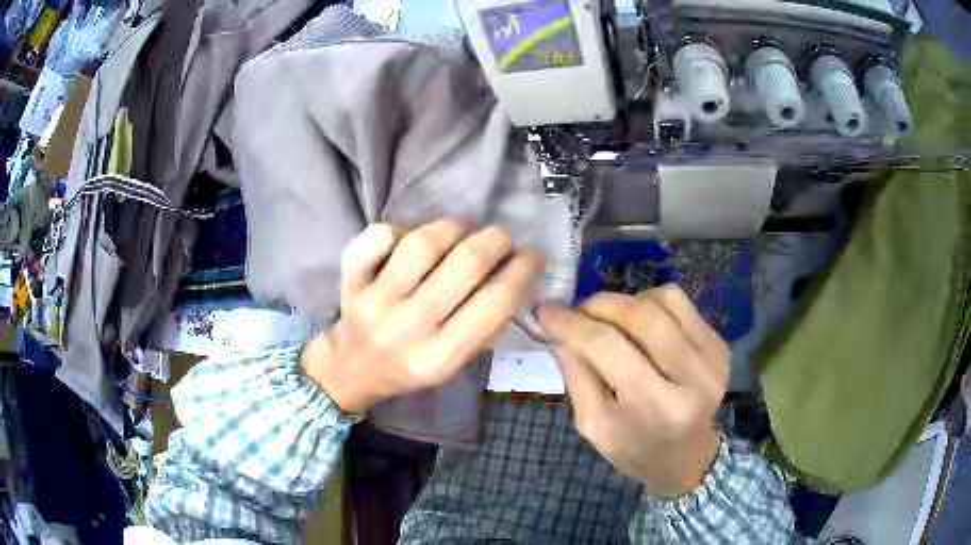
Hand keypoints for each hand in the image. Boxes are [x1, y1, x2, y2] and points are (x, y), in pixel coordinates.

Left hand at [301, 220, 543, 412]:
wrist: (351, 368)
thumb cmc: (410, 366)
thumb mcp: (455, 363)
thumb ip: (485, 325)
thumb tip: (516, 273)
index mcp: (439, 357)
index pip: (494, 303)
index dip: (522, 270)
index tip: (532, 256)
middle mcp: (407, 328)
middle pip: (465, 264)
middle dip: (496, 240)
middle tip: (503, 237)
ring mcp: (374, 300)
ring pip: (424, 243)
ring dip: (454, 228)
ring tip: (463, 232)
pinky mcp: (350, 278)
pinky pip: (379, 235)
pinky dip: (401, 228)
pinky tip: (413, 238)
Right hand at [538, 285, 729, 497]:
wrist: (686, 456)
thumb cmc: (634, 448)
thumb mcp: (594, 426)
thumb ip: (576, 376)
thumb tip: (559, 328)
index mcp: (657, 408)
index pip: (608, 349)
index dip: (572, 324)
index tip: (545, 310)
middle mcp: (694, 378)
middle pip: (641, 316)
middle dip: (600, 304)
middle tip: (577, 312)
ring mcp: (713, 357)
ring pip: (664, 300)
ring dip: (628, 302)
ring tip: (611, 321)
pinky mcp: (720, 344)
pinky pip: (681, 304)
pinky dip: (652, 303)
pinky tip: (641, 325)